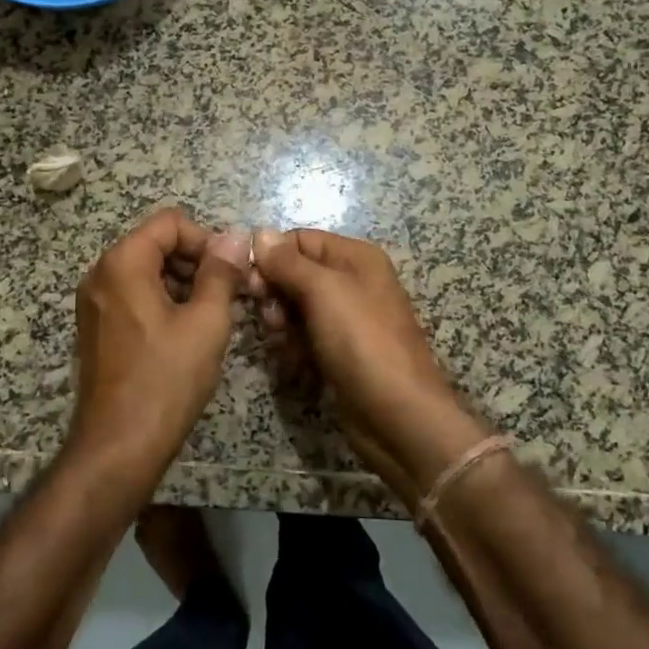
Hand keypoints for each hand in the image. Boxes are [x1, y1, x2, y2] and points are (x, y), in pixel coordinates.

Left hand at [70, 208, 248, 476]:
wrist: (119, 446)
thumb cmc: (166, 379)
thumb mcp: (206, 322)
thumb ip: (221, 272)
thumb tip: (236, 237)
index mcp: (122, 263)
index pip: (170, 222)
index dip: (207, 240)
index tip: (231, 273)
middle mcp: (101, 275)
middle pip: (157, 244)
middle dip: (197, 262)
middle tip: (230, 295)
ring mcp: (95, 304)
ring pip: (148, 272)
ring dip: (185, 284)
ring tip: (215, 317)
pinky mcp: (98, 329)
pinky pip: (135, 297)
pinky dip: (165, 303)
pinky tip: (190, 333)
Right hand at [252, 229, 489, 498]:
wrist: (399, 415)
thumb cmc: (362, 342)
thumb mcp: (324, 291)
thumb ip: (288, 261)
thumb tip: (259, 233)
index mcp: (356, 257)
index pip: (299, 239)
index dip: (271, 257)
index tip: (249, 284)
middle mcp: (353, 281)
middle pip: (296, 272)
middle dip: (275, 293)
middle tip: (270, 319)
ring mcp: (348, 318)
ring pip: (297, 307)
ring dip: (282, 323)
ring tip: (283, 343)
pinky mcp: (341, 351)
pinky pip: (306, 336)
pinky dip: (295, 346)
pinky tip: (292, 363)